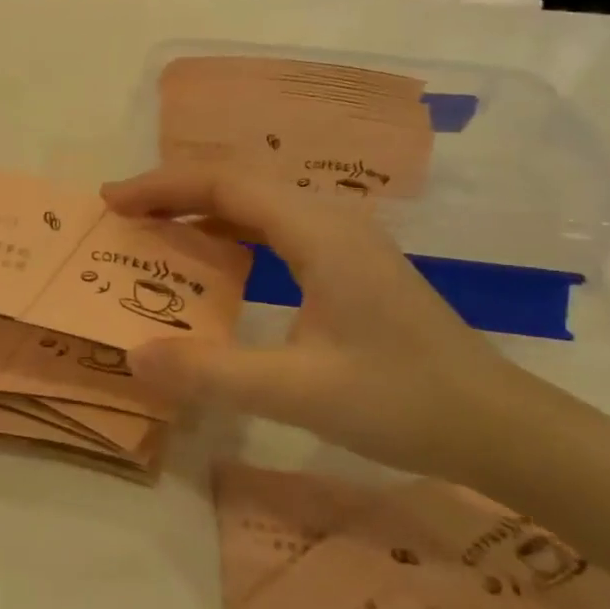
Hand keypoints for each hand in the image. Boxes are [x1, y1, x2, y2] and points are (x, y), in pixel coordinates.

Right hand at [101, 167, 520, 480]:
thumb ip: (211, 374)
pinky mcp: (351, 262)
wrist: (498, 425)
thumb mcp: (299, 392)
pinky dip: (232, 235)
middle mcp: (330, 219)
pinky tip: (217, 265)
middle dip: (175, 191)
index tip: (111, 202)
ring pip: (259, 203)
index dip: (162, 186)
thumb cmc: (403, 401)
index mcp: (318, 232)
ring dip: (203, 211)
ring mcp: (345, 239)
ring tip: (156, 232)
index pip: (225, 184)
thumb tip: (133, 354)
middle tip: (122, 215)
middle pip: (239, 183)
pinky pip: (277, 229)